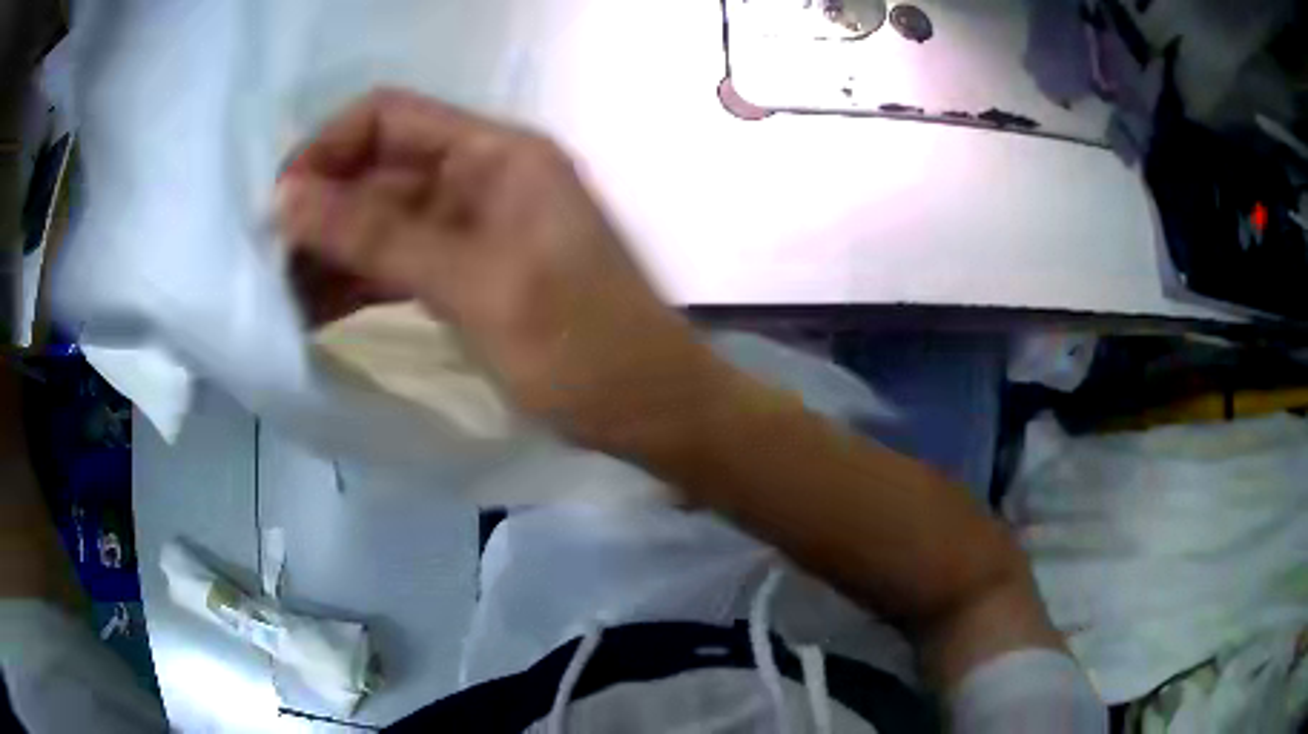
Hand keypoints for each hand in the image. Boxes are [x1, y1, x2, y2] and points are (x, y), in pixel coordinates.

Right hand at [276, 90, 722, 452]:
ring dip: (328, 253)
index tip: (279, 207)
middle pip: (376, 171)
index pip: (388, 117)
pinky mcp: (465, 276)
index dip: (327, 150)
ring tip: (277, 298)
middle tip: (265, 267)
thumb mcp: (475, 284)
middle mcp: (479, 177)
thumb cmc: (579, 347)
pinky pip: (394, 264)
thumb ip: (378, 235)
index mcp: (496, 153)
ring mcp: (470, 228)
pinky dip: (354, 282)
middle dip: (318, 212)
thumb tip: (288, 195)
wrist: (647, 411)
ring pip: (379, 223)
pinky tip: (312, 312)